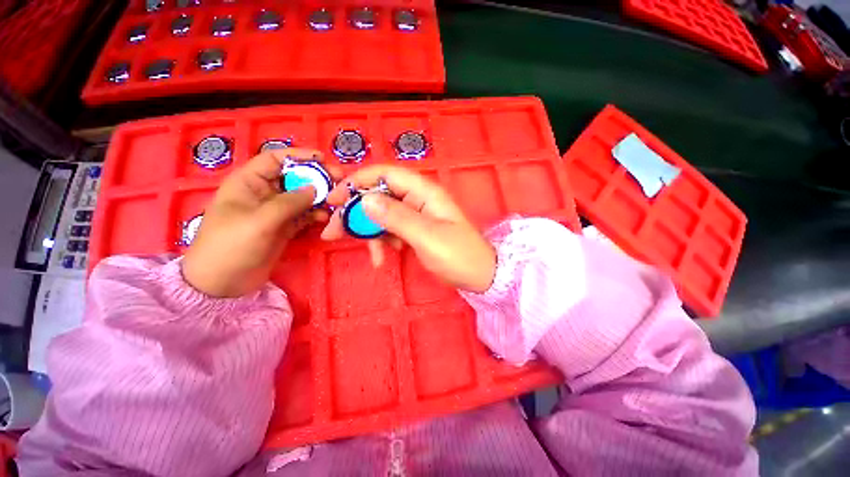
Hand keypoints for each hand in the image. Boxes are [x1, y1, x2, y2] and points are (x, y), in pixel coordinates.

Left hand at [182, 149, 336, 296]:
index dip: (298, 156)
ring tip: (338, 200)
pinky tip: (326, 217)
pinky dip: (316, 214)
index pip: (275, 160)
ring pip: (302, 197)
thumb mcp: (259, 221)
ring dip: (320, 197)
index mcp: (248, 183)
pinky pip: (304, 215)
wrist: (222, 283)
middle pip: (294, 178)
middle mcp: (263, 193)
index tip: (323, 159)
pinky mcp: (284, 227)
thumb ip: (289, 203)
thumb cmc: (231, 246)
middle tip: (340, 180)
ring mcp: (275, 212)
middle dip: (316, 177)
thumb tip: (315, 188)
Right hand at [321, 166, 496, 292]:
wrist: (478, 276)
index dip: (358, 182)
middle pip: (380, 195)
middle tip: (334, 231)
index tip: (335, 199)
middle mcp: (418, 199)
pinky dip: (382, 242)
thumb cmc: (458, 255)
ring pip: (382, 215)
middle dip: (356, 212)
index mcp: (424, 192)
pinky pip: (390, 230)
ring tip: (368, 254)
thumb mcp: (427, 236)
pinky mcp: (414, 230)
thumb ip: (397, 217)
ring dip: (368, 232)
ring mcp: (415, 215)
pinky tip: (381, 258)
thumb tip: (365, 200)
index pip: (386, 174)